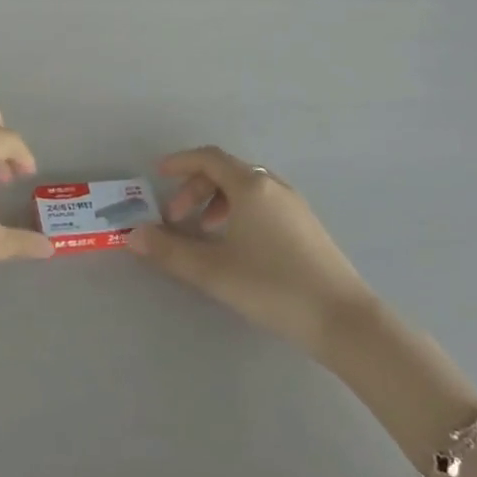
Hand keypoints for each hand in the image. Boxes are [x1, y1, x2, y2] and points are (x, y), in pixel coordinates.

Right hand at [128, 147, 373, 353]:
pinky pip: (263, 203)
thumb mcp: (213, 270)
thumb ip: (169, 251)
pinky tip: (237, 245)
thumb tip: (133, 235)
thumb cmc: (272, 286)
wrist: (342, 319)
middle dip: (195, 189)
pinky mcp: (307, 226)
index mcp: (251, 186)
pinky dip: (239, 211)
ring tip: (204, 233)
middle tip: (177, 219)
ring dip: (217, 202)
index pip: (208, 158)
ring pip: (246, 188)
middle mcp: (273, 186)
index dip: (180, 162)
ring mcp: (294, 205)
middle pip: (226, 172)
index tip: (158, 174)